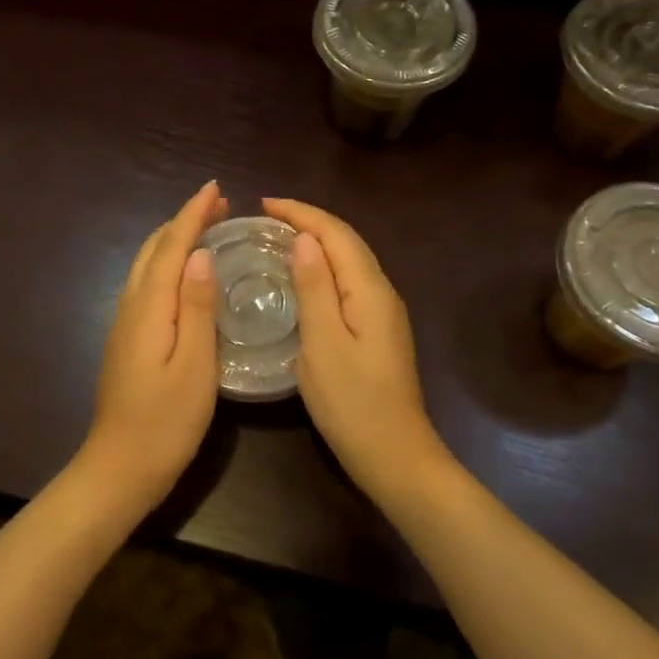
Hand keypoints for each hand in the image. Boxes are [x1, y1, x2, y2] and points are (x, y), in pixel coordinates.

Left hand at [81, 182, 226, 509]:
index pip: (173, 247)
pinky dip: (166, 264)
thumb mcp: (195, 366)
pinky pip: (146, 284)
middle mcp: (132, 306)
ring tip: (204, 228)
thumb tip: (201, 255)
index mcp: (150, 307)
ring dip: (173, 240)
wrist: (120, 466)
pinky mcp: (127, 339)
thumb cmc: (166, 421)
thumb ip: (198, 308)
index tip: (215, 188)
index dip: (193, 215)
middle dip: (183, 221)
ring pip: (147, 265)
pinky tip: (183, 273)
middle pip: (155, 250)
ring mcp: (125, 323)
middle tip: (218, 204)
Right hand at [263, 197, 443, 493]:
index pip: (336, 234)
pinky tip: (303, 278)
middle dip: (309, 222)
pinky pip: (349, 282)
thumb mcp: (323, 344)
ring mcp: (383, 312)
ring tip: (279, 239)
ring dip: (317, 243)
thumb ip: (315, 289)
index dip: (302, 213)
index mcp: (369, 290)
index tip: (264, 204)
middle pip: (347, 242)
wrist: (394, 454)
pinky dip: (324, 268)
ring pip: (349, 261)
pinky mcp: (377, 331)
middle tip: (267, 218)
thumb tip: (304, 240)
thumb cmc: (352, 402)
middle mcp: (381, 292)